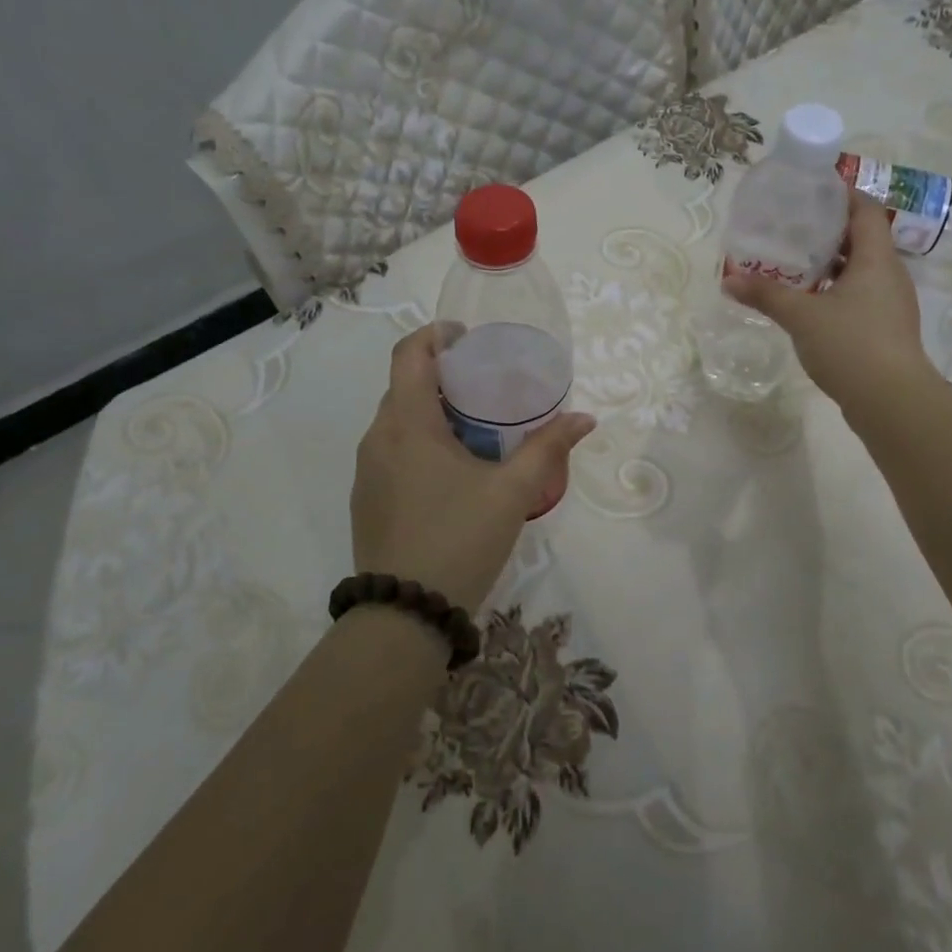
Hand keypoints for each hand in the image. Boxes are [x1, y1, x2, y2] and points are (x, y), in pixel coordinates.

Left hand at [351, 324, 595, 613]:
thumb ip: (548, 449)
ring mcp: (367, 470)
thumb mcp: (512, 492)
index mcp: (408, 423)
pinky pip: (392, 451)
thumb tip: (584, 419)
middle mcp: (378, 437)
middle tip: (488, 386)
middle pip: (406, 385)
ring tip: (477, 428)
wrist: (404, 616)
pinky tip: (453, 472)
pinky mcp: (367, 498)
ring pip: (399, 421)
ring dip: (433, 412)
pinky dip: (420, 442)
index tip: (469, 338)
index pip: (408, 353)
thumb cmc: (459, 539)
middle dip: (444, 376)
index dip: (436, 334)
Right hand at [724, 187, 939, 417]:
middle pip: (863, 238)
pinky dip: (837, 290)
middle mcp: (890, 274)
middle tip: (792, 228)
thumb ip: (765, 294)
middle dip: (829, 231)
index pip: (865, 210)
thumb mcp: (801, 316)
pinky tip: (810, 302)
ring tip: (796, 263)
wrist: (892, 401)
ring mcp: (891, 303)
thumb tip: (728, 280)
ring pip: (861, 269)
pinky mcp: (887, 328)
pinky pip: (861, 295)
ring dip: (832, 263)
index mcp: (876, 259)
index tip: (811, 192)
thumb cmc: (850, 344)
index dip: (842, 195)